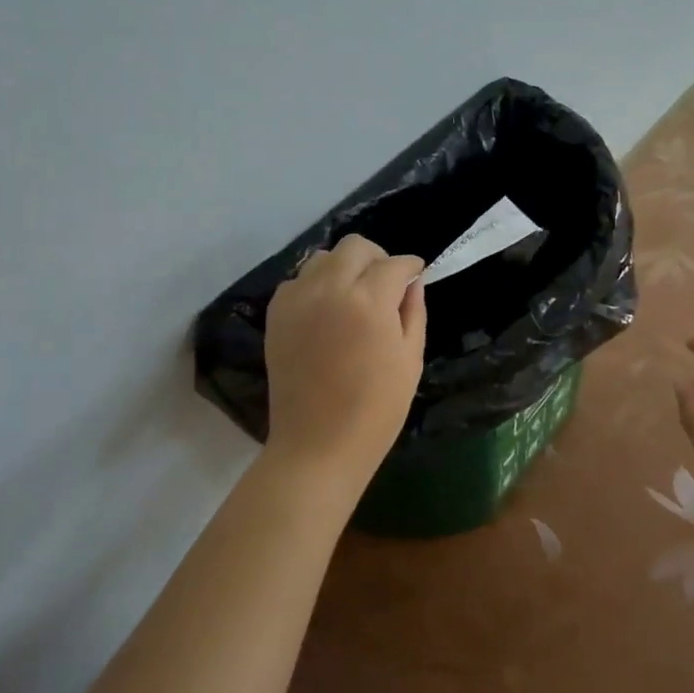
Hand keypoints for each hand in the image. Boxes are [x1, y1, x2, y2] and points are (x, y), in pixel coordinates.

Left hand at [263, 235, 426, 488]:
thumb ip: (413, 312)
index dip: (411, 266)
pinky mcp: (276, 315)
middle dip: (377, 258)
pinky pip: (298, 281)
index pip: (394, 264)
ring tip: (356, 295)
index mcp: (369, 301)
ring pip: (323, 258)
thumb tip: (412, 283)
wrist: (318, 444)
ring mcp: (297, 300)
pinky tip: (328, 310)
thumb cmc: (376, 409)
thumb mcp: (410, 360)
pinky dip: (316, 285)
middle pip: (355, 247)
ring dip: (345, 268)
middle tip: (387, 282)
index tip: (417, 274)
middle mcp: (329, 289)